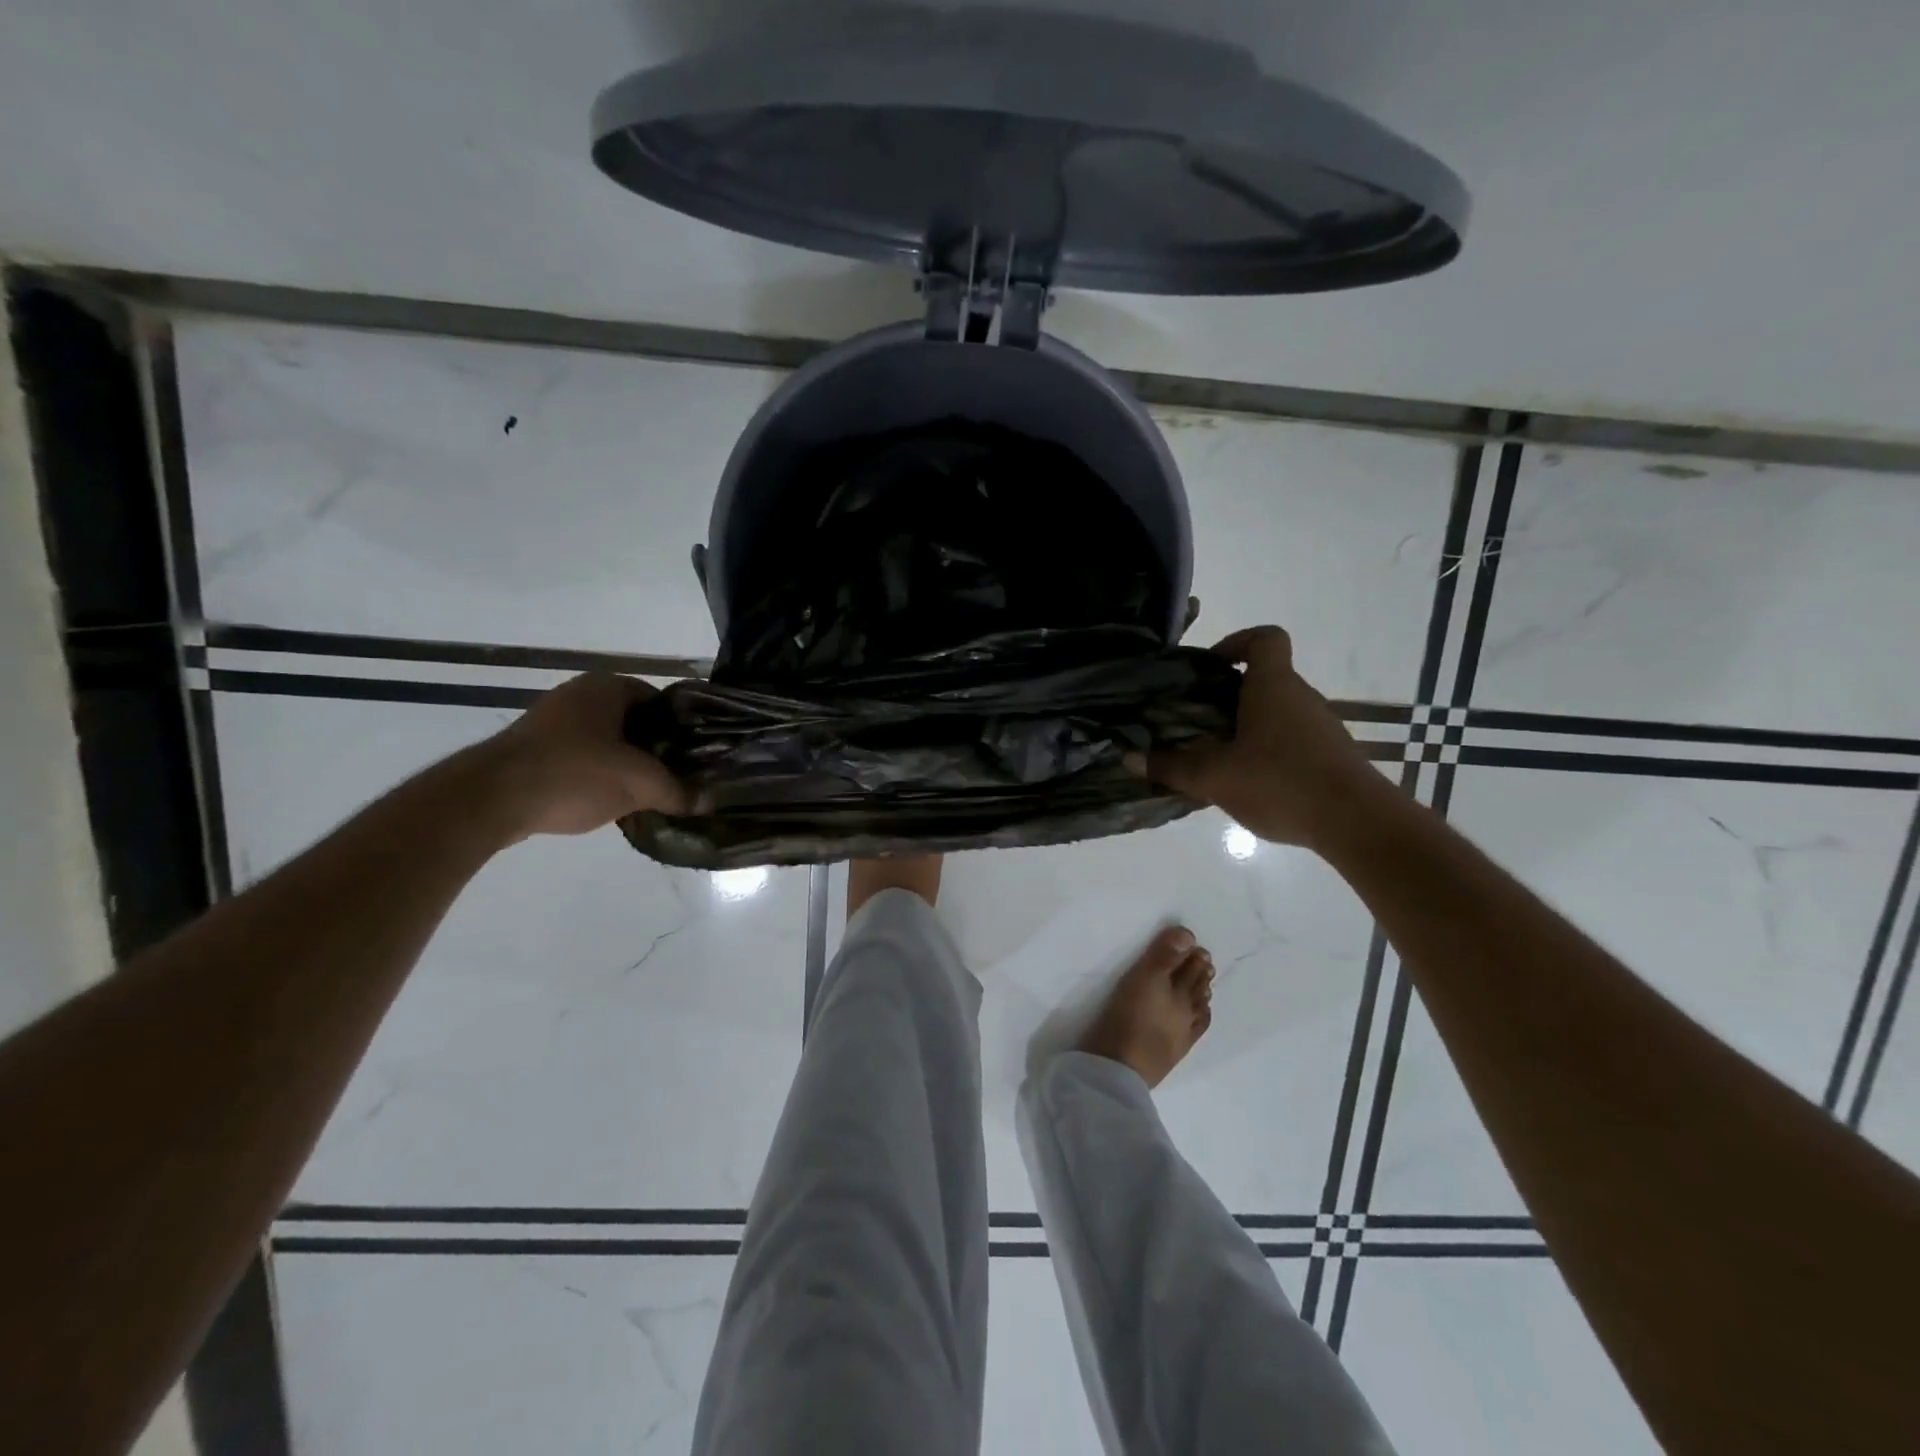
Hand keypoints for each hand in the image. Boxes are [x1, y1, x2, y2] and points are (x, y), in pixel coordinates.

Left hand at [473, 673, 687, 840]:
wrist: (491, 799)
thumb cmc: (575, 773)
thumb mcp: (641, 784)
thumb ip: (678, 791)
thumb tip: (706, 801)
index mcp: (608, 686)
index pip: (663, 702)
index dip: (682, 730)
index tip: (694, 759)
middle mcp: (579, 693)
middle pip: (635, 722)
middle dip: (655, 751)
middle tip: (675, 779)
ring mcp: (551, 720)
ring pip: (607, 742)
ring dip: (626, 766)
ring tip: (646, 794)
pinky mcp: (532, 749)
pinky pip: (580, 758)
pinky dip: (596, 776)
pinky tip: (607, 801)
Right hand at [1145, 625, 1391, 849]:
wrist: (1357, 823)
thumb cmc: (1281, 782)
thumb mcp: (1215, 777)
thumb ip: (1171, 766)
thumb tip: (1129, 757)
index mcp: (1273, 686)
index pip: (1265, 639)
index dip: (1236, 642)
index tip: (1210, 667)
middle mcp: (1301, 697)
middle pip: (1264, 678)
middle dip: (1228, 695)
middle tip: (1196, 721)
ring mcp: (1320, 727)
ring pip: (1277, 712)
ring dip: (1247, 726)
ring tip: (1216, 757)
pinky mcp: (1331, 755)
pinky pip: (1291, 739)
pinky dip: (1268, 750)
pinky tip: (1249, 783)